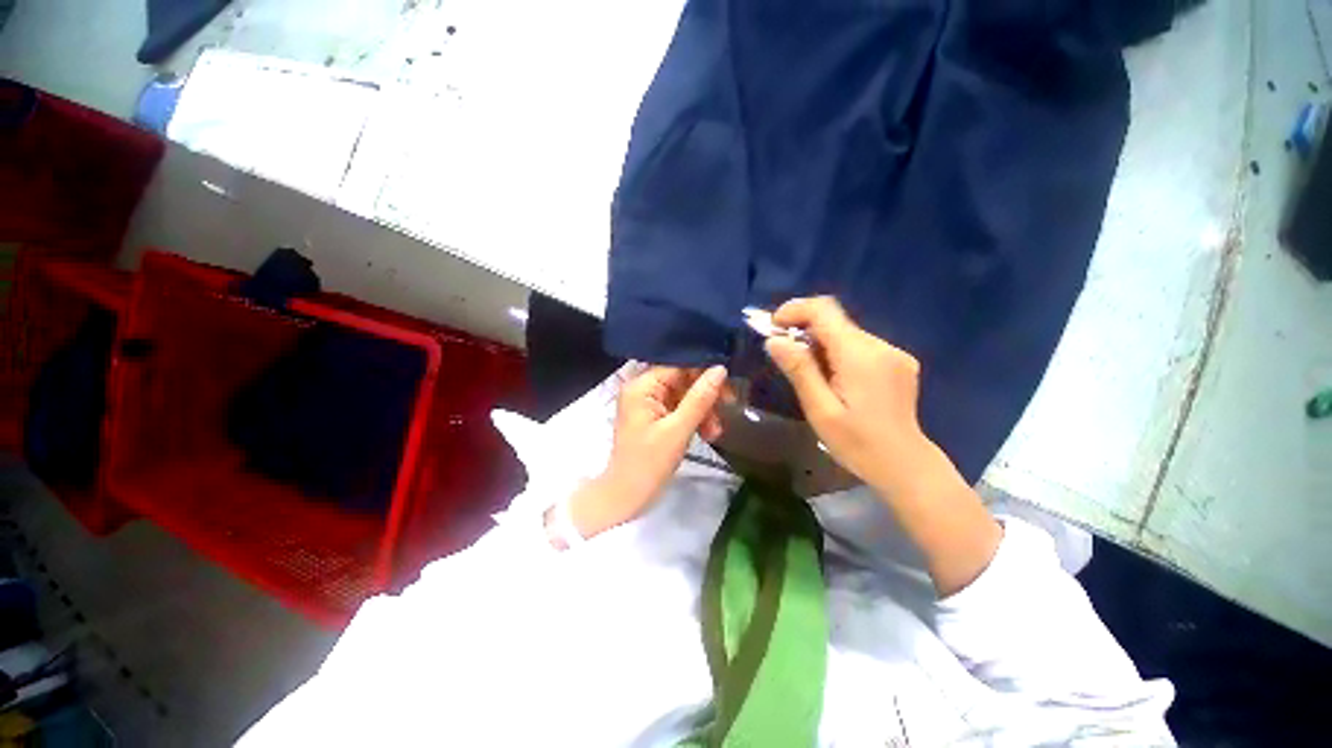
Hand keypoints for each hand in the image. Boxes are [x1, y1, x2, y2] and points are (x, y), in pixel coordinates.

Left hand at [567, 365, 728, 537]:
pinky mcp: (654, 416)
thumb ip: (700, 398)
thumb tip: (720, 369)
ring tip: (715, 431)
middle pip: (683, 378)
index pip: (678, 365)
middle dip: (706, 395)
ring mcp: (648, 402)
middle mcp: (643, 388)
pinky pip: (680, 408)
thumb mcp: (678, 430)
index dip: (704, 371)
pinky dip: (695, 418)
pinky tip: (708, 433)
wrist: (627, 497)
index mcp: (642, 386)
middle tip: (729, 406)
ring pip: (685, 394)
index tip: (729, 385)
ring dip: (704, 409)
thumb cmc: (649, 463)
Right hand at [765, 297, 1000, 595]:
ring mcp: (893, 353)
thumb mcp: (820, 410)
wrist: (905, 466)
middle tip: (783, 353)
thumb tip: (774, 340)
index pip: (824, 310)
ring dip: (820, 343)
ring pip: (846, 333)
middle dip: (804, 329)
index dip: (794, 310)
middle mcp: (880, 346)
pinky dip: (838, 352)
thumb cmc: (857, 444)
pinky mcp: (898, 362)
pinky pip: (860, 345)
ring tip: (807, 371)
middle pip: (835, 320)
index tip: (773, 326)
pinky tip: (833, 378)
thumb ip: (799, 370)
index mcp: (860, 356)